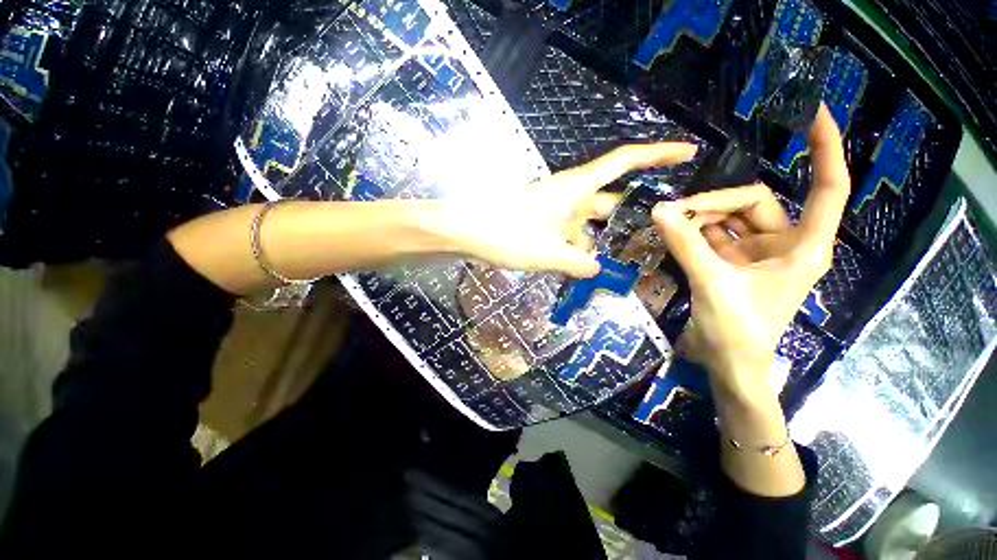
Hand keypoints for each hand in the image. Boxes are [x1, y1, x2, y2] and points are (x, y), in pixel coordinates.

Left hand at [440, 142, 697, 277]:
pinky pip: (566, 236)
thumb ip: (577, 262)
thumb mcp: (548, 253)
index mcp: (576, 189)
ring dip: (596, 247)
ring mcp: (553, 210)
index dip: (658, 155)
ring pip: (585, 227)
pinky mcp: (540, 223)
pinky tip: (578, 272)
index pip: (624, 163)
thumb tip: (596, 268)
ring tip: (613, 271)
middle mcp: (568, 196)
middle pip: (607, 204)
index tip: (688, 153)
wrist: (464, 230)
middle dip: (626, 223)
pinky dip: (574, 252)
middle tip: (650, 244)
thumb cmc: (506, 234)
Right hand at [652, 105, 849, 396]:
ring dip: (698, 219)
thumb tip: (659, 210)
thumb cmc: (738, 331)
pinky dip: (692, 232)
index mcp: (803, 246)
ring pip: (727, 218)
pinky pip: (712, 235)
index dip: (826, 149)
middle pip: (752, 202)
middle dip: (713, 205)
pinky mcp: (731, 261)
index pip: (827, 187)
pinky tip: (672, 233)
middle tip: (674, 214)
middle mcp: (782, 243)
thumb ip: (686, 244)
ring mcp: (754, 252)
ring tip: (668, 227)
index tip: (815, 114)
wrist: (729, 364)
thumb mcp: (712, 283)